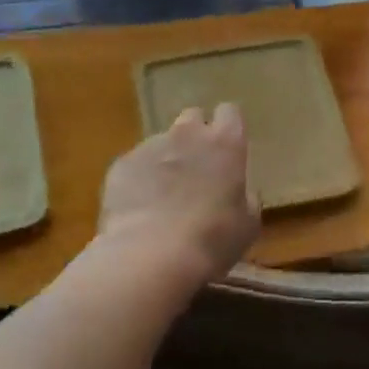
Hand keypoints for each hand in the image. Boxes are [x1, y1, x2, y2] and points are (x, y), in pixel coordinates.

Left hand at [98, 103, 258, 286]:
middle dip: (194, 135)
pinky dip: (138, 179)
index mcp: (225, 143)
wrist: (151, 256)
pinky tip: (139, 209)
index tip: (228, 148)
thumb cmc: (211, 239)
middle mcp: (188, 134)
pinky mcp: (122, 164)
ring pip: (161, 142)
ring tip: (163, 196)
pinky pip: (134, 164)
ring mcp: (151, 146)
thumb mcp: (247, 223)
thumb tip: (241, 193)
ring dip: (166, 160)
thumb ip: (246, 198)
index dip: (228, 128)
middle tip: (196, 168)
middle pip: (192, 118)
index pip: (230, 113)